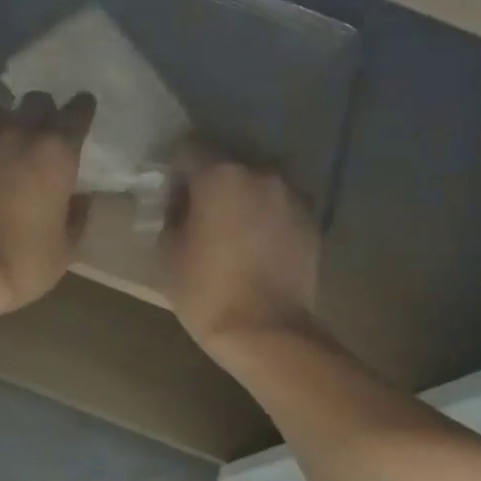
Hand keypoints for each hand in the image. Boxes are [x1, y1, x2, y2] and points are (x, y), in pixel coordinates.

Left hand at [0, 91, 95, 322]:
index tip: (83, 108)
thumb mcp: (65, 250)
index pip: (76, 113)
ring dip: (0, 119)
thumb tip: (82, 199)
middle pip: (35, 101)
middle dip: (42, 110)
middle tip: (43, 127)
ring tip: (0, 135)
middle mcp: (19, 137)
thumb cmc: (23, 264)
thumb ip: (77, 218)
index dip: (82, 108)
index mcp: (56, 155)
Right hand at [162, 153, 319, 350]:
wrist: (265, 331)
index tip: (170, 195)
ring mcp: (292, 196)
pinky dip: (266, 219)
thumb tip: (180, 202)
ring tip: (232, 233)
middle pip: (228, 165)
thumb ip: (172, 214)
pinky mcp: (312, 221)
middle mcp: (261, 174)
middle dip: (212, 184)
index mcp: (221, 175)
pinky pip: (280, 208)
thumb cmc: (206, 291)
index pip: (189, 150)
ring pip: (257, 186)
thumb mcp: (168, 252)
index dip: (175, 170)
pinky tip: (256, 248)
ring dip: (243, 200)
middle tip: (199, 215)